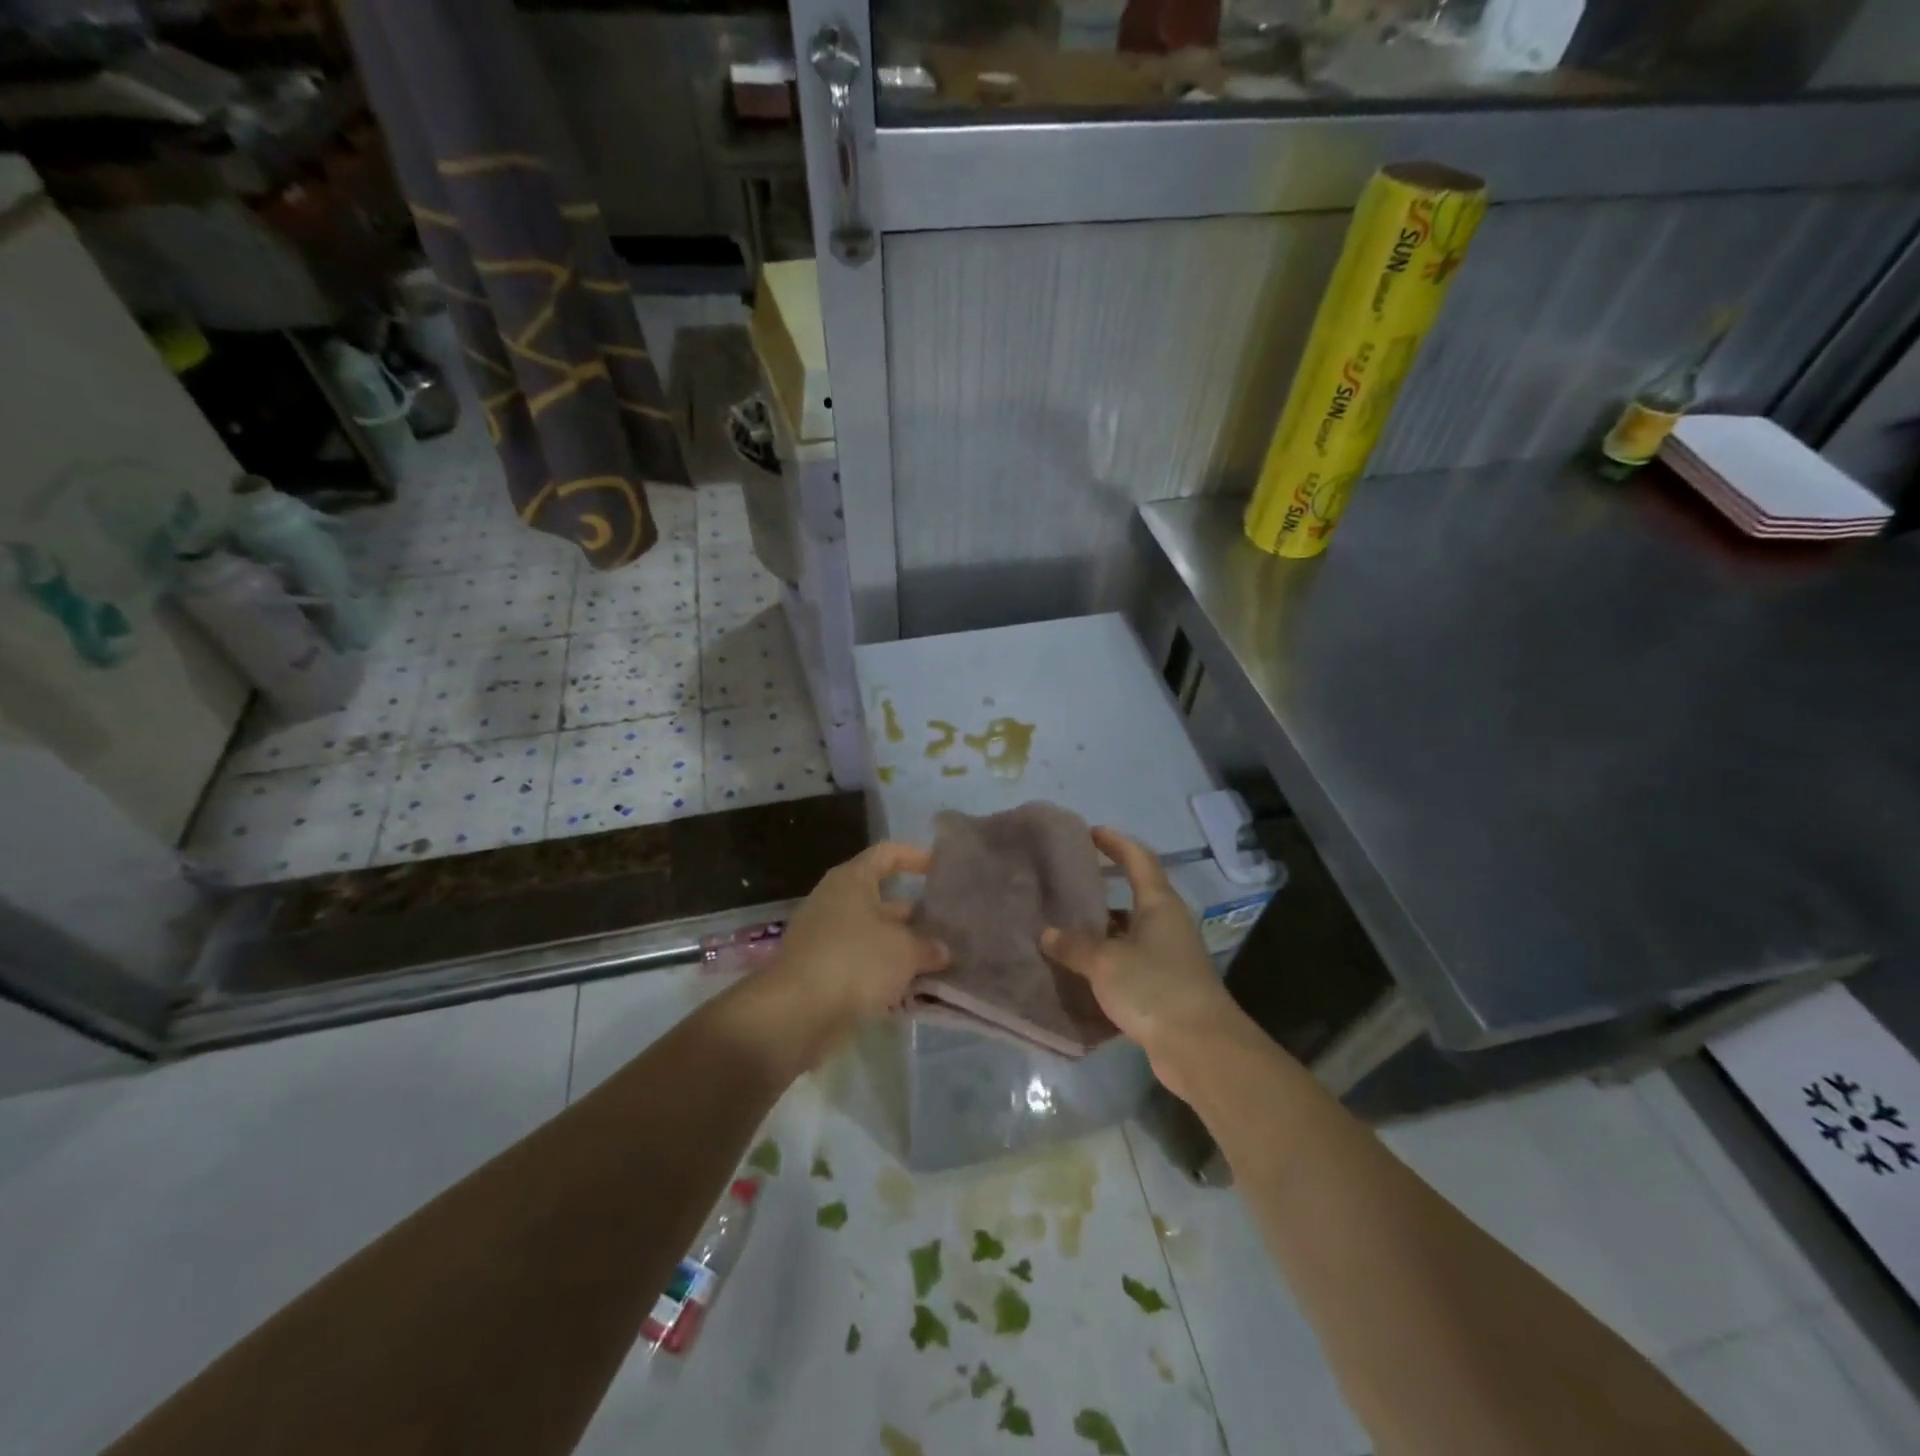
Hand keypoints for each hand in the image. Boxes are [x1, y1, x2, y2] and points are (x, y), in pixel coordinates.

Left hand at [772, 841, 949, 1029]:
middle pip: (883, 900)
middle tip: (951, 927)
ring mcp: (826, 940)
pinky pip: (863, 966)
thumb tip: (942, 950)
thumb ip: (928, 946)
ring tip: (942, 962)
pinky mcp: (823, 974)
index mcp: (852, 881)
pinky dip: (886, 976)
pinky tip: (915, 992)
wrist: (796, 1014)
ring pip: (875, 937)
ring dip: (904, 950)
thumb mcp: (904, 951)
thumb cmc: (854, 961)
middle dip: (917, 915)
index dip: (915, 857)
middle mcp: (836, 903)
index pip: (887, 854)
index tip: (941, 869)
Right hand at [1041, 826, 1242, 1100]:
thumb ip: (1074, 946)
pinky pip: (1129, 965)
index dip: (1116, 843)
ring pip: (1128, 934)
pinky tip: (1078, 971)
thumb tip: (1047, 933)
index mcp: (1159, 905)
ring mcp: (1168, 959)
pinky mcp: (1164, 990)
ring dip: (1100, 931)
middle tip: (1066, 884)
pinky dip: (1105, 964)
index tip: (1091, 832)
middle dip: (1102, 889)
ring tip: (1062, 928)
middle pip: (1134, 896)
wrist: (1200, 1048)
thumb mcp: (1106, 961)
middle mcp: (1167, 925)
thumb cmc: (1154, 988)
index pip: (1138, 860)